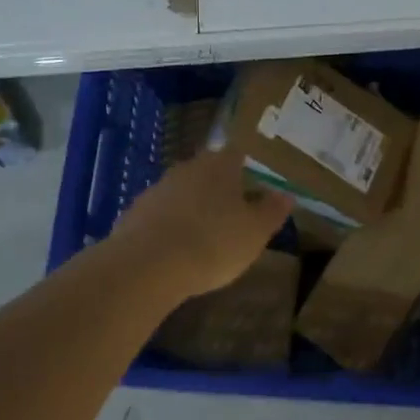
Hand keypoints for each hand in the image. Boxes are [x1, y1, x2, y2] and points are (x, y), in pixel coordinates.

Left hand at [112, 148, 293, 299]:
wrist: (148, 266)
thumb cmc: (214, 243)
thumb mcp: (256, 232)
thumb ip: (272, 211)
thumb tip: (285, 194)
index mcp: (220, 165)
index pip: (238, 153)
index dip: (248, 166)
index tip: (256, 182)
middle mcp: (187, 168)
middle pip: (208, 170)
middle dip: (220, 187)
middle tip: (234, 209)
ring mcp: (157, 189)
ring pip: (183, 191)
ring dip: (193, 206)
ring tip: (205, 232)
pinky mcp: (134, 213)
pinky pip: (161, 214)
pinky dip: (171, 225)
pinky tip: (176, 248)